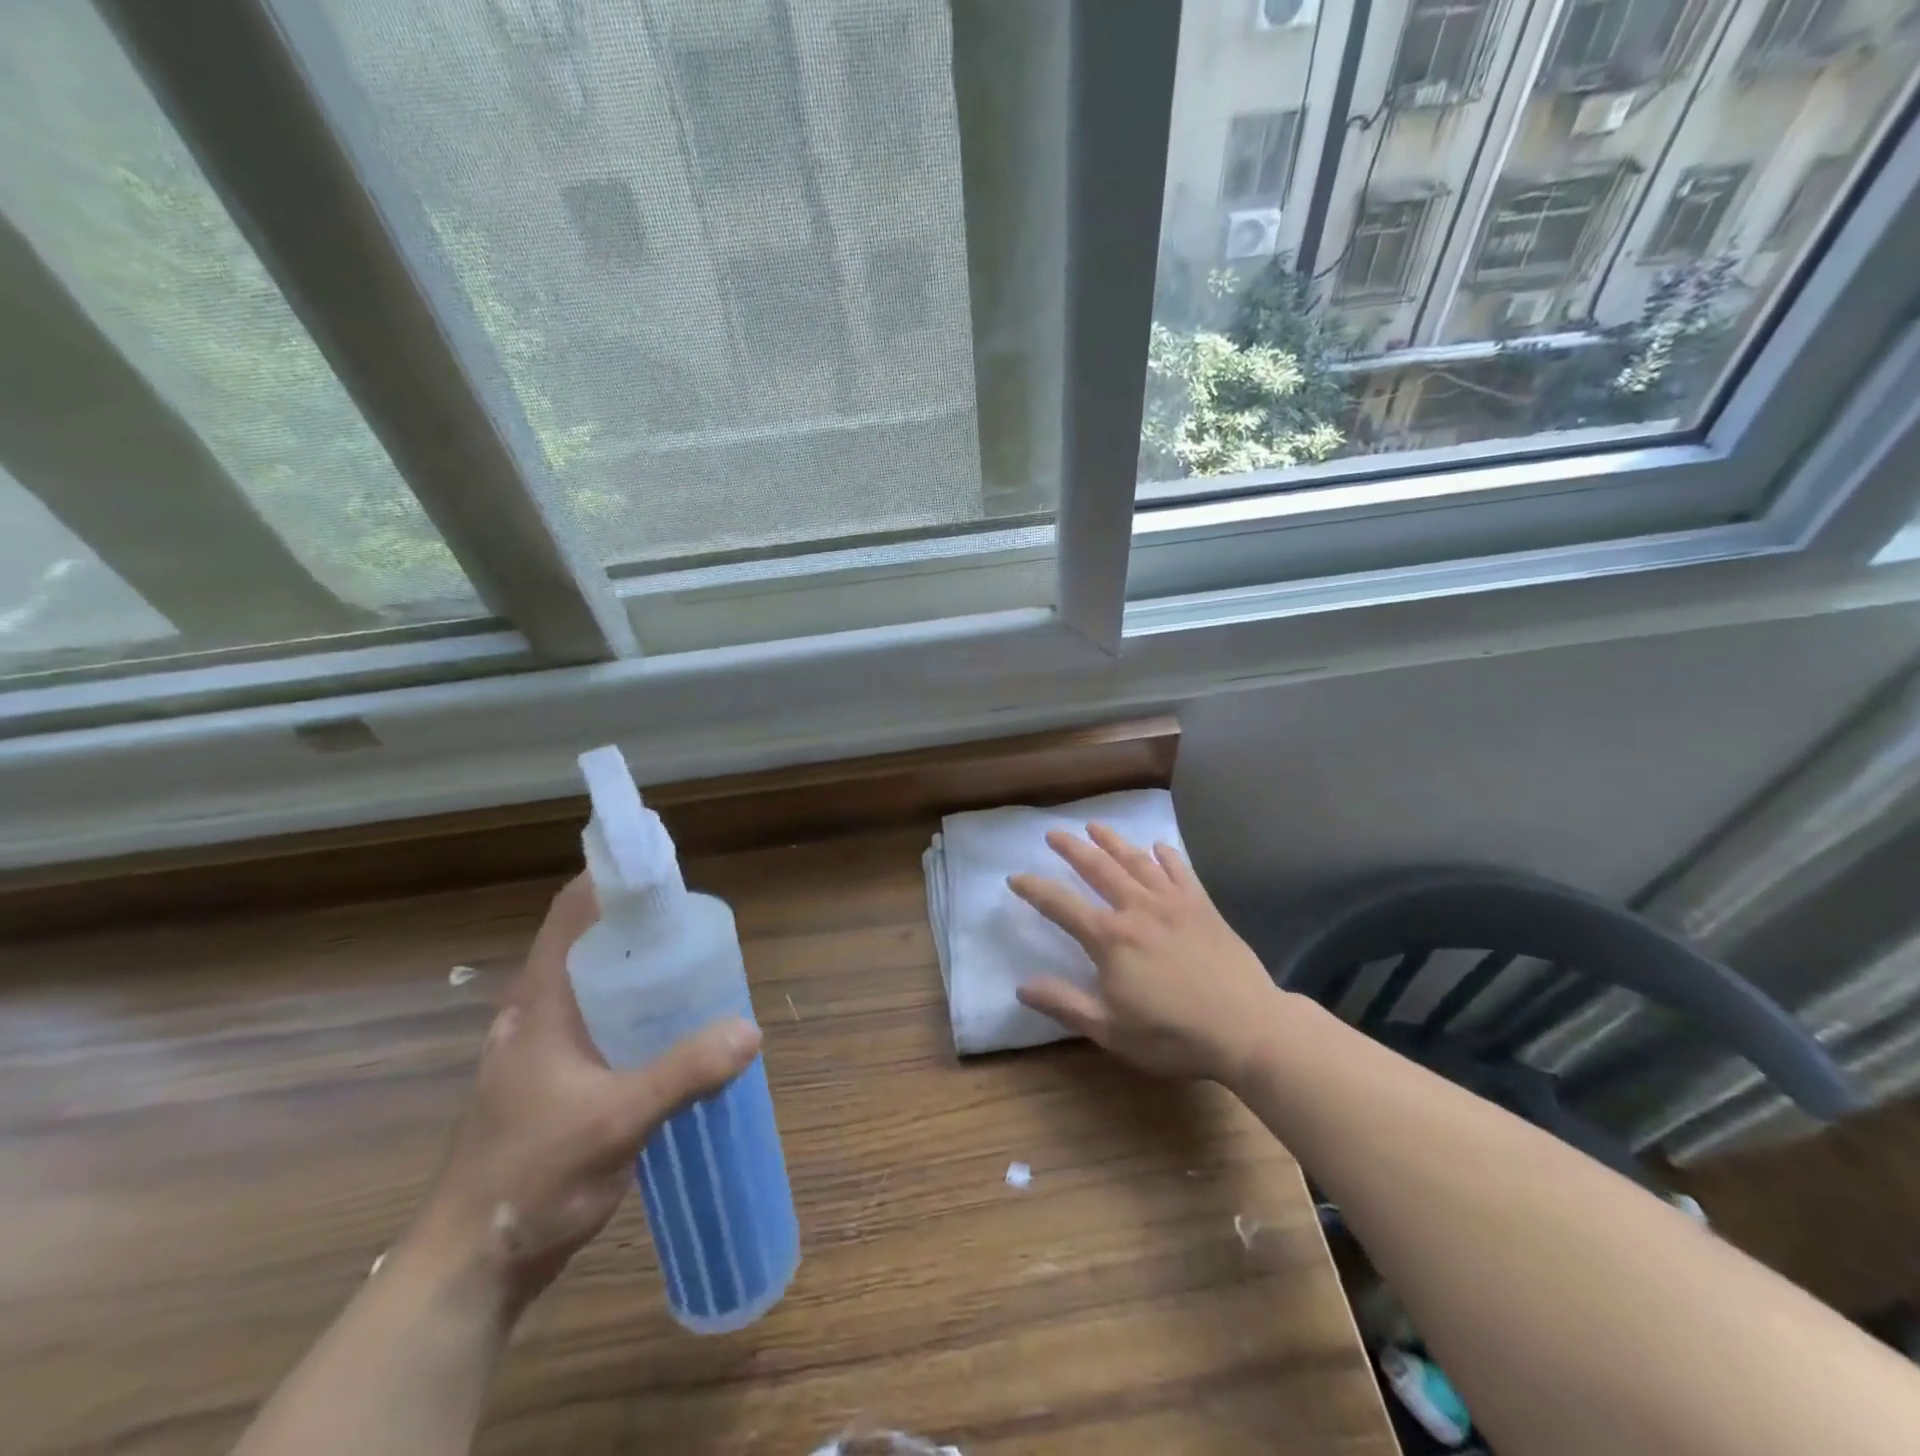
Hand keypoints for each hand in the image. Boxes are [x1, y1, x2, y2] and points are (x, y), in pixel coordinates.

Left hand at [407, 874, 760, 1319]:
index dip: (611, 880)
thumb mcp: (615, 1121)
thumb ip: (683, 1072)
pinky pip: (601, 1024)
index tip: (662, 869)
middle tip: (697, 923)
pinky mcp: (553, 1081)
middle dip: (640, 926)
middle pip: (590, 945)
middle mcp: (537, 1015)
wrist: (469, 1267)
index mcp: (540, 1003)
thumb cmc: (530, 1179)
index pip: (571, 914)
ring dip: (640, 972)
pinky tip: (672, 1032)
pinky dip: (636, 1012)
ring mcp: (542, 1050)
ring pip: (596, 987)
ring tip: (695, 969)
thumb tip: (750, 1030)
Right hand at [1010, 824, 1280, 1085]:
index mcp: (1110, 937)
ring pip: (1136, 861)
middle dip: (1072, 849)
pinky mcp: (1203, 907)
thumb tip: (1022, 987)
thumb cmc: (1173, 1034)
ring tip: (1095, 826)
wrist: (1248, 1028)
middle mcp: (1137, 909)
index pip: (1061, 905)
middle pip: (1098, 869)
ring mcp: (1173, 903)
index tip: (1015, 877)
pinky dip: (1166, 856)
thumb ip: (1064, 1004)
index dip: (1034, 889)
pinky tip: (1158, 846)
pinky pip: (1180, 871)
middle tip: (1053, 833)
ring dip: (1112, 841)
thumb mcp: (1110, 1030)